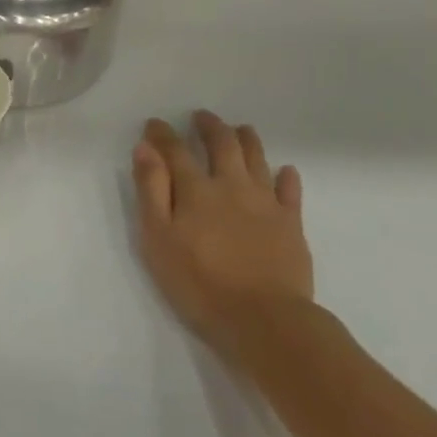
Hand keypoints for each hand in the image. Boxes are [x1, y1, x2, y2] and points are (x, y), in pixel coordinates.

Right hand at [132, 110, 312, 357]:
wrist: (265, 320)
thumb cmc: (199, 282)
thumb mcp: (158, 238)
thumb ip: (151, 190)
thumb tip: (145, 148)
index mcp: (196, 190)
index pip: (176, 151)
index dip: (163, 134)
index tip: (154, 124)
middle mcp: (232, 186)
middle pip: (223, 145)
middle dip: (210, 127)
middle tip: (202, 117)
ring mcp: (266, 204)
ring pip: (257, 160)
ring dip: (247, 140)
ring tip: (241, 129)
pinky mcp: (292, 225)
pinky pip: (290, 192)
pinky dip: (287, 177)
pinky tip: (285, 171)